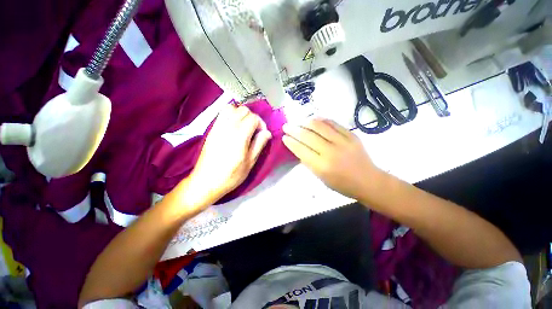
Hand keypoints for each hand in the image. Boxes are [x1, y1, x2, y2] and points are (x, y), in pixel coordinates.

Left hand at [186, 104, 271, 205]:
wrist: (206, 181)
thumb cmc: (231, 175)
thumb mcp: (250, 162)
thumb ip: (259, 144)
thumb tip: (267, 132)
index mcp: (239, 136)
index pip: (253, 118)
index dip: (261, 124)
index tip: (262, 134)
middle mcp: (228, 127)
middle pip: (243, 110)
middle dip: (253, 117)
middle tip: (254, 130)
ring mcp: (217, 127)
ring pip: (231, 108)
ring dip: (241, 114)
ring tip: (244, 127)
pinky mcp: (211, 129)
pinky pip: (222, 114)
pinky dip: (231, 115)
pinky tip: (234, 127)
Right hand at [282, 118, 380, 199]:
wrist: (368, 181)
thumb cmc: (342, 184)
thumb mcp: (320, 178)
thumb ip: (308, 162)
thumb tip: (298, 147)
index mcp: (322, 166)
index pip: (301, 149)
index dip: (291, 141)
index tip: (284, 137)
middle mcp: (331, 152)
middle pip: (308, 135)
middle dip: (294, 129)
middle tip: (287, 126)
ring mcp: (343, 141)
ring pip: (319, 126)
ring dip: (305, 122)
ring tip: (298, 122)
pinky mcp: (351, 135)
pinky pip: (333, 123)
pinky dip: (321, 120)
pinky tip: (314, 119)